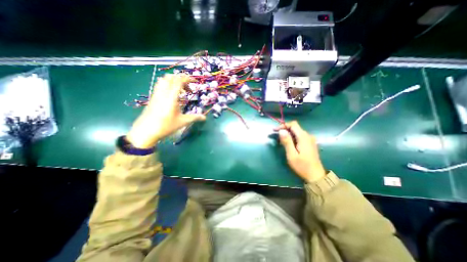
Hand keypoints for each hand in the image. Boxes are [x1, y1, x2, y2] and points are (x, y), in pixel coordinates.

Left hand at [125, 74, 203, 146]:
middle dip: (181, 79)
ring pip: (164, 80)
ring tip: (180, 90)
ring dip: (173, 81)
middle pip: (171, 77)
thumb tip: (204, 117)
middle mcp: (163, 92)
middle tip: (188, 88)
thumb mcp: (182, 122)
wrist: (146, 131)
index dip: (188, 78)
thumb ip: (194, 117)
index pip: (179, 81)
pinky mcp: (153, 97)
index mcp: (171, 97)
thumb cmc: (166, 126)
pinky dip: (167, 85)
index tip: (195, 81)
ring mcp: (156, 94)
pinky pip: (160, 85)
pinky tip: (171, 95)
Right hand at [275, 121, 325, 181]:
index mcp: (303, 137)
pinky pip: (300, 137)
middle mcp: (308, 136)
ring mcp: (310, 139)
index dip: (283, 125)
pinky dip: (292, 138)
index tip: (275, 130)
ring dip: (288, 135)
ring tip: (281, 143)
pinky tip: (289, 145)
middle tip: (277, 138)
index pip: (293, 124)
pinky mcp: (310, 143)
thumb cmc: (302, 166)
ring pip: (297, 132)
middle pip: (295, 128)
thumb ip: (287, 141)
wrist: (315, 175)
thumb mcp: (291, 154)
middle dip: (284, 130)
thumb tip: (281, 130)